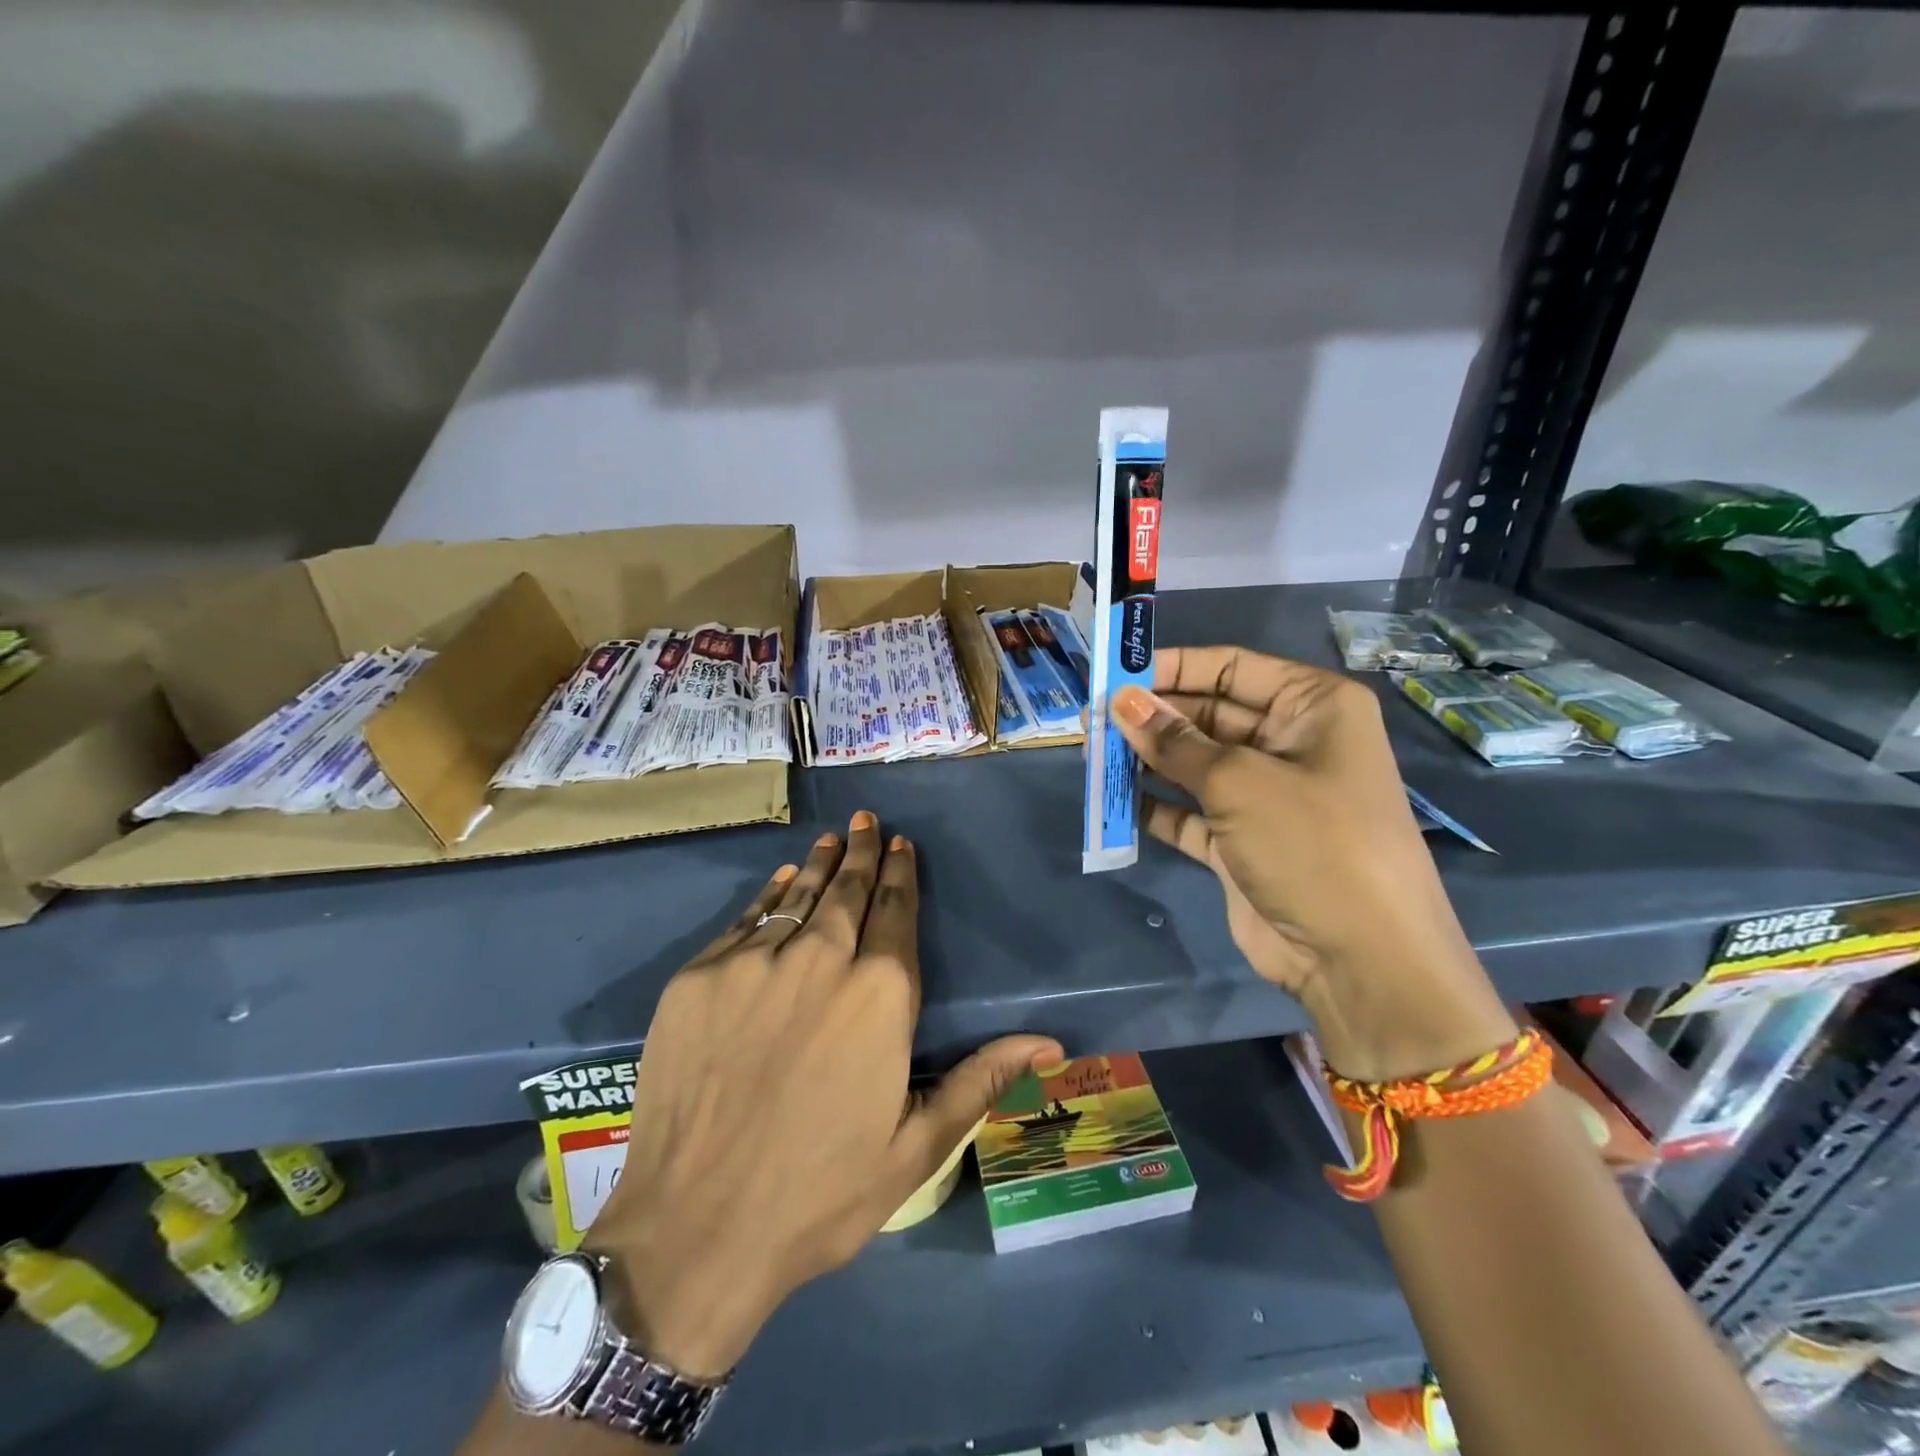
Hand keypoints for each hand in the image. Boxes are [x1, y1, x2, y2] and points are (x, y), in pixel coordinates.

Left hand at [584, 811, 1062, 1379]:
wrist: (693, 1231)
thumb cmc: (819, 1193)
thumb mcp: (916, 1147)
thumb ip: (981, 1079)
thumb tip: (1051, 1042)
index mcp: (878, 994)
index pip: (895, 913)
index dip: (900, 874)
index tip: (901, 845)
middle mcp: (818, 959)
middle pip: (846, 892)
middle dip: (861, 853)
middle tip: (867, 821)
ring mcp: (752, 964)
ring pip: (796, 897)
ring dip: (818, 866)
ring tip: (831, 839)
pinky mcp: (698, 978)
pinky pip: (744, 921)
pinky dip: (768, 896)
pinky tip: (780, 882)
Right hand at [1109, 648, 1513, 1083]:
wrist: (1360, 959)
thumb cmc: (1312, 843)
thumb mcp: (1239, 781)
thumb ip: (1174, 741)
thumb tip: (1120, 701)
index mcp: (1313, 708)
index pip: (1232, 669)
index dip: (1172, 667)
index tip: (1116, 672)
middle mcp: (1291, 744)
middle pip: (1208, 715)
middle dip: (1152, 716)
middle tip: (1092, 717)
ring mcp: (1266, 796)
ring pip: (1194, 764)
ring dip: (1147, 759)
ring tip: (1092, 751)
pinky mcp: (1242, 842)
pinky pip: (1190, 812)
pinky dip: (1156, 806)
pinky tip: (1113, 799)